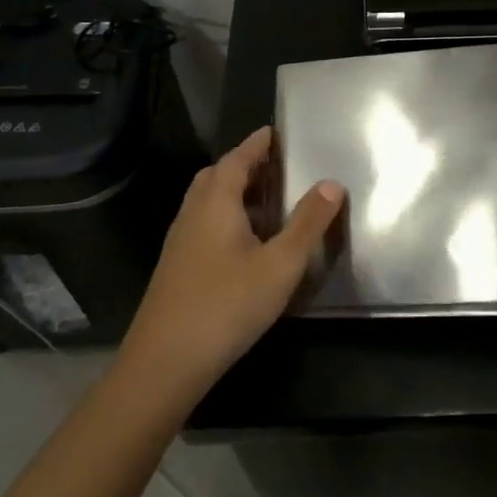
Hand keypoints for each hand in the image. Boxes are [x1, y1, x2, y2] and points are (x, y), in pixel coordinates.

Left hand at [119, 127, 343, 402]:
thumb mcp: (280, 264)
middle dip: (245, 165)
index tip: (274, 132)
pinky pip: (204, 224)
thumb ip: (308, 223)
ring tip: (268, 201)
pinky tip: (247, 243)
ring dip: (235, 193)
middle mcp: (193, 213)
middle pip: (218, 176)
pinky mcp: (177, 267)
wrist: (164, 363)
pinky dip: (227, 217)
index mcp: (216, 202)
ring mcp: (180, 241)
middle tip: (276, 166)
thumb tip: (332, 182)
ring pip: (208, 202)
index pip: (237, 158)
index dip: (256, 144)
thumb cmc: (227, 305)